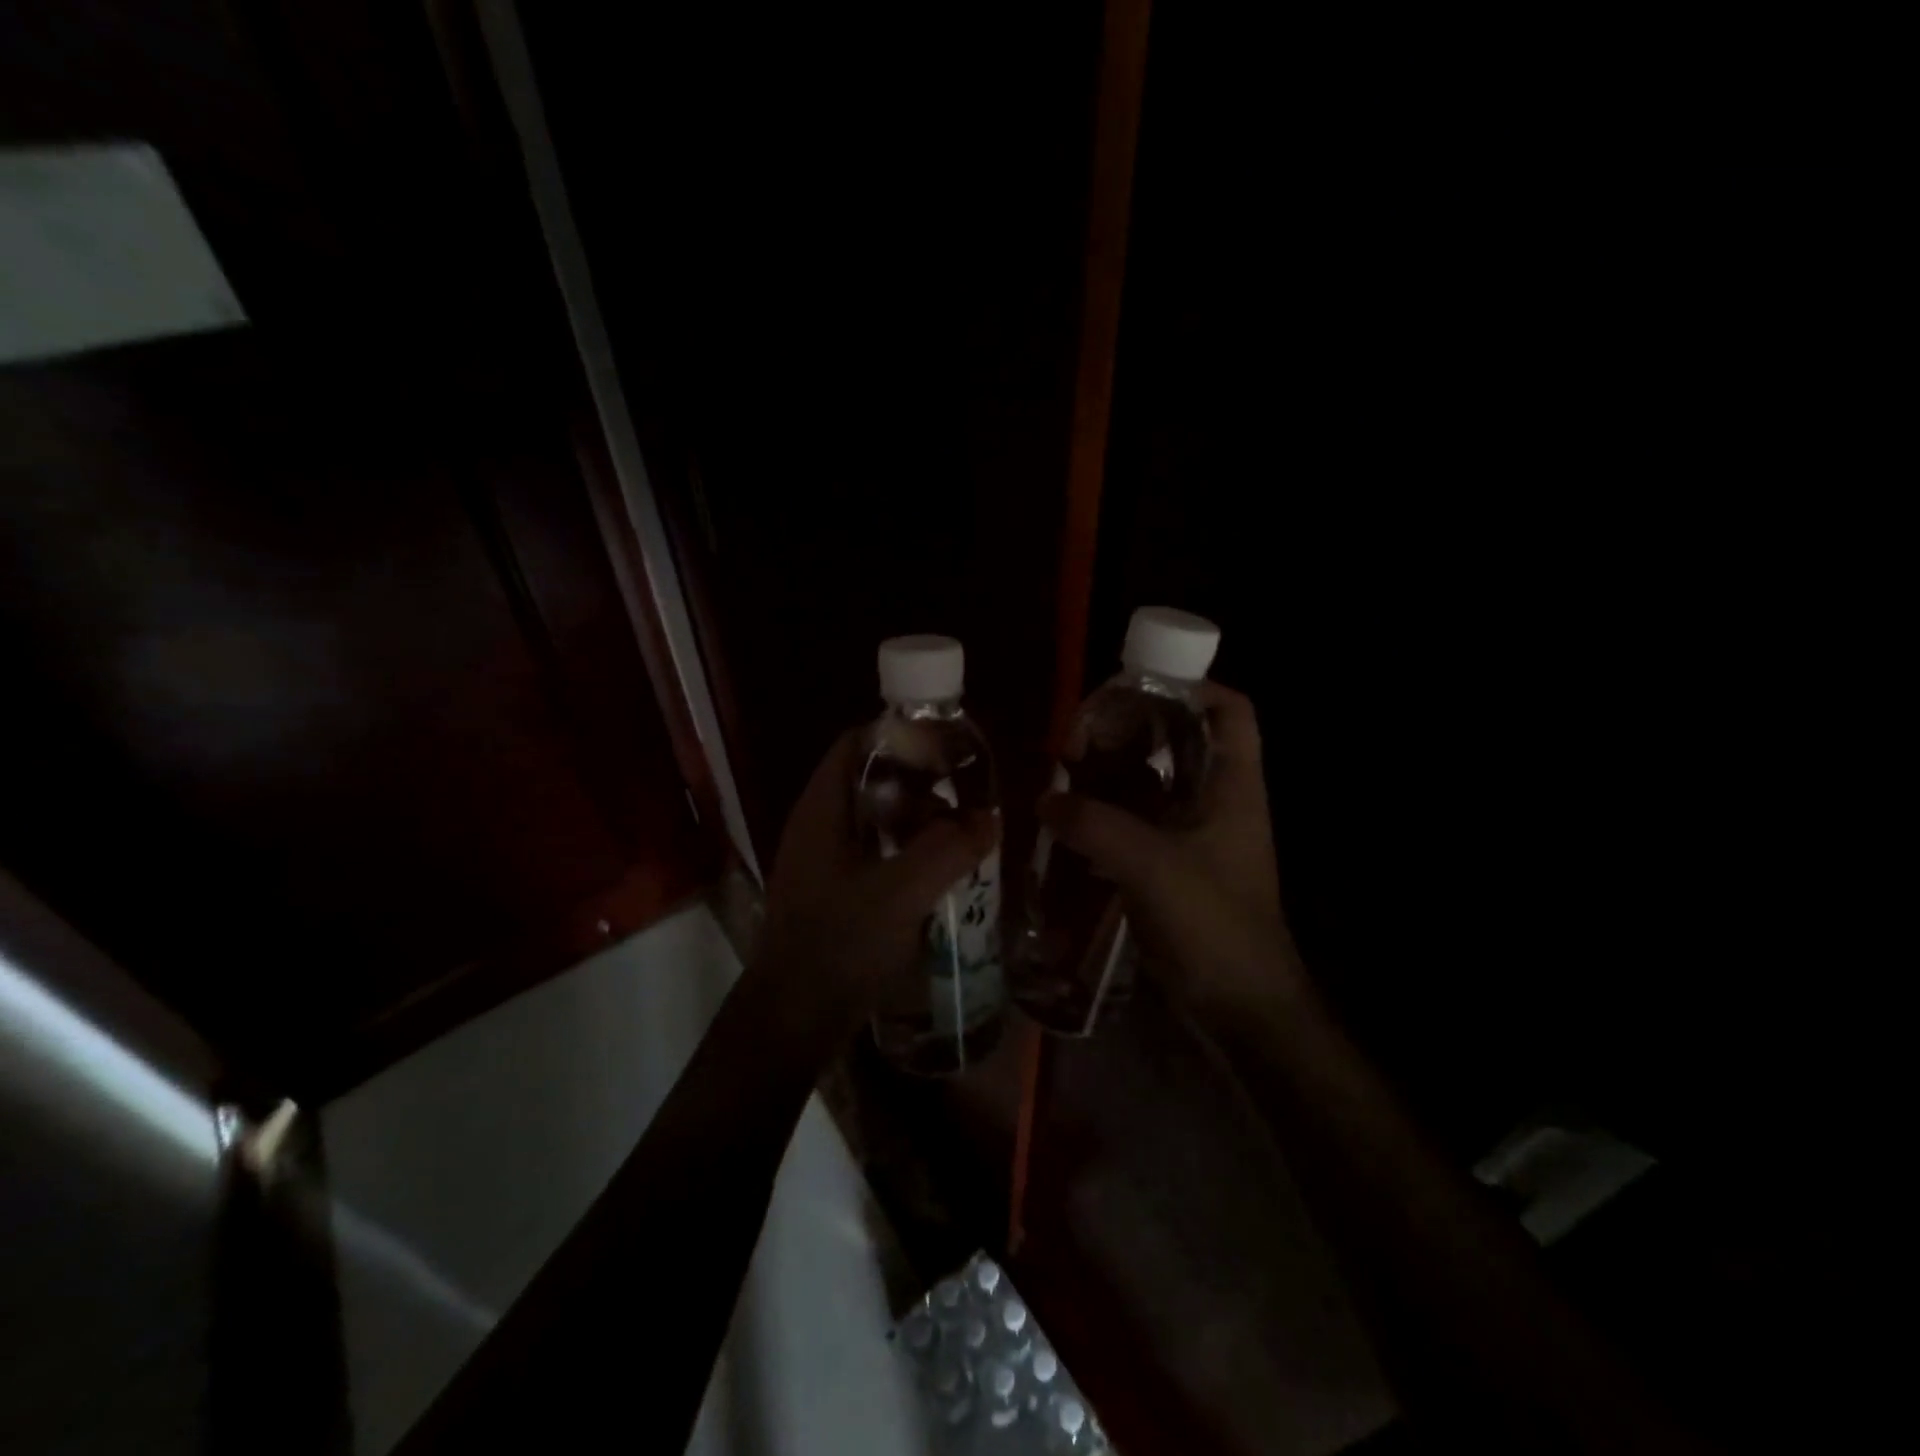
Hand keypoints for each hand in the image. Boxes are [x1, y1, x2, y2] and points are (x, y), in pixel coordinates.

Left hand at [755, 730, 997, 1038]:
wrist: (794, 1019)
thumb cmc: (840, 943)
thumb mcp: (902, 892)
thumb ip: (949, 850)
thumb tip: (989, 819)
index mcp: (822, 809)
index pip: (857, 743)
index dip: (900, 736)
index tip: (947, 748)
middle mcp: (818, 826)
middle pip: (870, 780)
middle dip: (919, 782)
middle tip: (964, 793)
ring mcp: (823, 861)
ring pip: (875, 820)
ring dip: (917, 821)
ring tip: (961, 832)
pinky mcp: (833, 892)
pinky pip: (875, 854)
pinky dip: (907, 852)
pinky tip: (939, 872)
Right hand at [1039, 683, 1300, 1024]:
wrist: (1240, 1007)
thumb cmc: (1214, 926)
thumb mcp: (1152, 867)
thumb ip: (1096, 827)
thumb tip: (1045, 800)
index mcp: (1232, 785)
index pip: (1229, 710)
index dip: (1191, 685)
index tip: (1134, 687)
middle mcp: (1216, 799)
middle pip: (1178, 738)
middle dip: (1129, 728)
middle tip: (1078, 739)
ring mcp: (1194, 833)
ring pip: (1152, 780)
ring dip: (1110, 773)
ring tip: (1065, 772)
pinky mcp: (1172, 864)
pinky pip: (1136, 821)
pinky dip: (1105, 812)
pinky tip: (1069, 818)